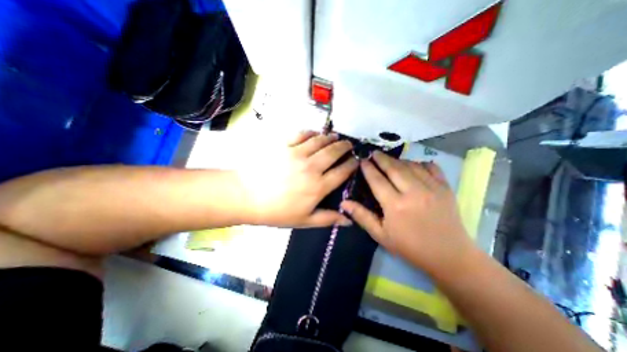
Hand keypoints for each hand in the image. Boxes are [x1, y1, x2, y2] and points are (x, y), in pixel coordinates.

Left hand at [239, 130, 356, 227]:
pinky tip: (315, 133)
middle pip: (334, 152)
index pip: (342, 172)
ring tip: (336, 137)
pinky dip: (311, 133)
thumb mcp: (304, 220)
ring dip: (331, 138)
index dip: (352, 165)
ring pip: (320, 141)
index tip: (356, 161)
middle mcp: (312, 167)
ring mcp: (297, 153)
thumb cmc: (276, 211)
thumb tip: (349, 220)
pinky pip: (302, 135)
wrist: (246, 196)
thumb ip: (328, 218)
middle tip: (349, 145)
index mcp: (318, 186)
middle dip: (345, 147)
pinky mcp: (284, 145)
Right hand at [341, 152, 471, 275]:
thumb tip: (344, 203)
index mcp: (395, 206)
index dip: (368, 168)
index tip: (362, 160)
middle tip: (373, 153)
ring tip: (389, 160)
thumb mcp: (381, 235)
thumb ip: (362, 216)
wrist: (449, 256)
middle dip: (381, 158)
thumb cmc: (410, 247)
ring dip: (398, 160)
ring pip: (410, 165)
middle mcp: (413, 192)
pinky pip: (431, 167)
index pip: (377, 180)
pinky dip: (419, 163)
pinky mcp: (445, 187)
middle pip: (393, 168)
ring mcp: (432, 188)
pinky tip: (413, 165)